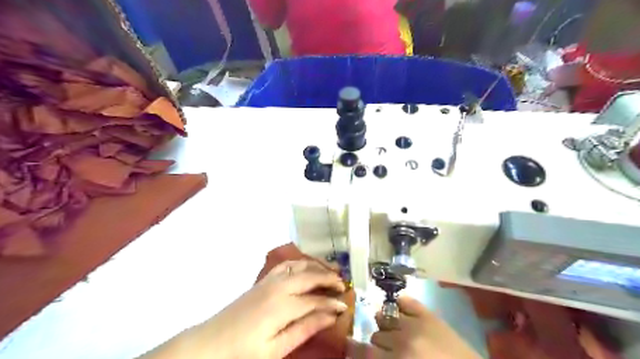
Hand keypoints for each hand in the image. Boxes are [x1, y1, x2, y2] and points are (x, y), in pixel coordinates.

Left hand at [180, 260, 348, 357]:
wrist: (210, 343)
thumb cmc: (243, 351)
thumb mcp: (277, 349)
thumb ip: (305, 329)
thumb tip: (331, 316)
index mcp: (283, 305)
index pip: (315, 300)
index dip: (332, 303)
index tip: (345, 306)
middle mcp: (279, 286)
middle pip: (310, 276)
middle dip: (329, 278)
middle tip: (344, 285)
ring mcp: (269, 280)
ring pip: (299, 265)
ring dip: (317, 266)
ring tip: (331, 270)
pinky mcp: (263, 280)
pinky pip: (286, 265)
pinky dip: (300, 262)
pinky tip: (306, 266)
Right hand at [350, 296, 479, 357]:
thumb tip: (363, 350)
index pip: (366, 351)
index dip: (355, 349)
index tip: (351, 346)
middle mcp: (403, 340)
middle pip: (375, 335)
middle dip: (377, 343)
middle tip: (385, 349)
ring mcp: (416, 324)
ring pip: (385, 317)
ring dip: (384, 324)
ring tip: (392, 331)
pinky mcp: (429, 315)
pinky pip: (406, 301)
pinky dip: (398, 303)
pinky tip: (397, 309)